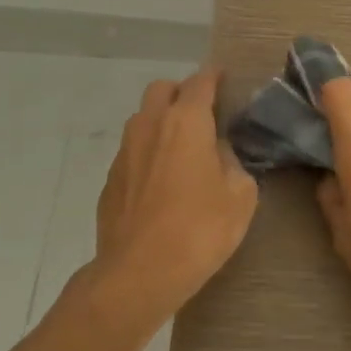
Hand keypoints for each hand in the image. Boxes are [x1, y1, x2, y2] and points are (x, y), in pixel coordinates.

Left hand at [94, 69, 257, 328]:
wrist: (138, 274)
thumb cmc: (199, 230)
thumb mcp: (240, 196)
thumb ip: (232, 163)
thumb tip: (218, 153)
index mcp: (186, 122)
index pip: (200, 82)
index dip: (214, 77)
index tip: (223, 78)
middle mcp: (150, 126)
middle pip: (162, 89)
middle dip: (181, 93)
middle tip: (201, 114)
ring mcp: (125, 152)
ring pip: (142, 119)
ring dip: (161, 122)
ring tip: (181, 149)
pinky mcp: (110, 179)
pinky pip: (132, 151)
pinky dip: (147, 153)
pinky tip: (161, 182)